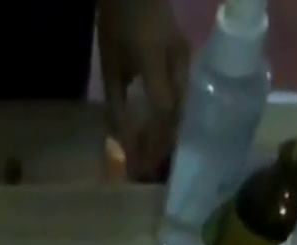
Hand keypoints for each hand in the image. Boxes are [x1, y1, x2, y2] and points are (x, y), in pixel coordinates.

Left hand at [98, 0, 190, 180]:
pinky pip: (183, 99)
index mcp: (157, 59)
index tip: (142, 169)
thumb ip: (116, 106)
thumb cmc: (117, 20)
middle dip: (162, 147)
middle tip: (149, 172)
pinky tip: (160, 136)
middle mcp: (178, 61)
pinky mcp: (187, 60)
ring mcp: (186, 59)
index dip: (153, 144)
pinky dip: (172, 121)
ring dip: (168, 137)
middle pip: (176, 116)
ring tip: (154, 158)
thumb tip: (122, 146)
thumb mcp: (110, 66)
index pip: (162, 113)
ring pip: (183, 110)